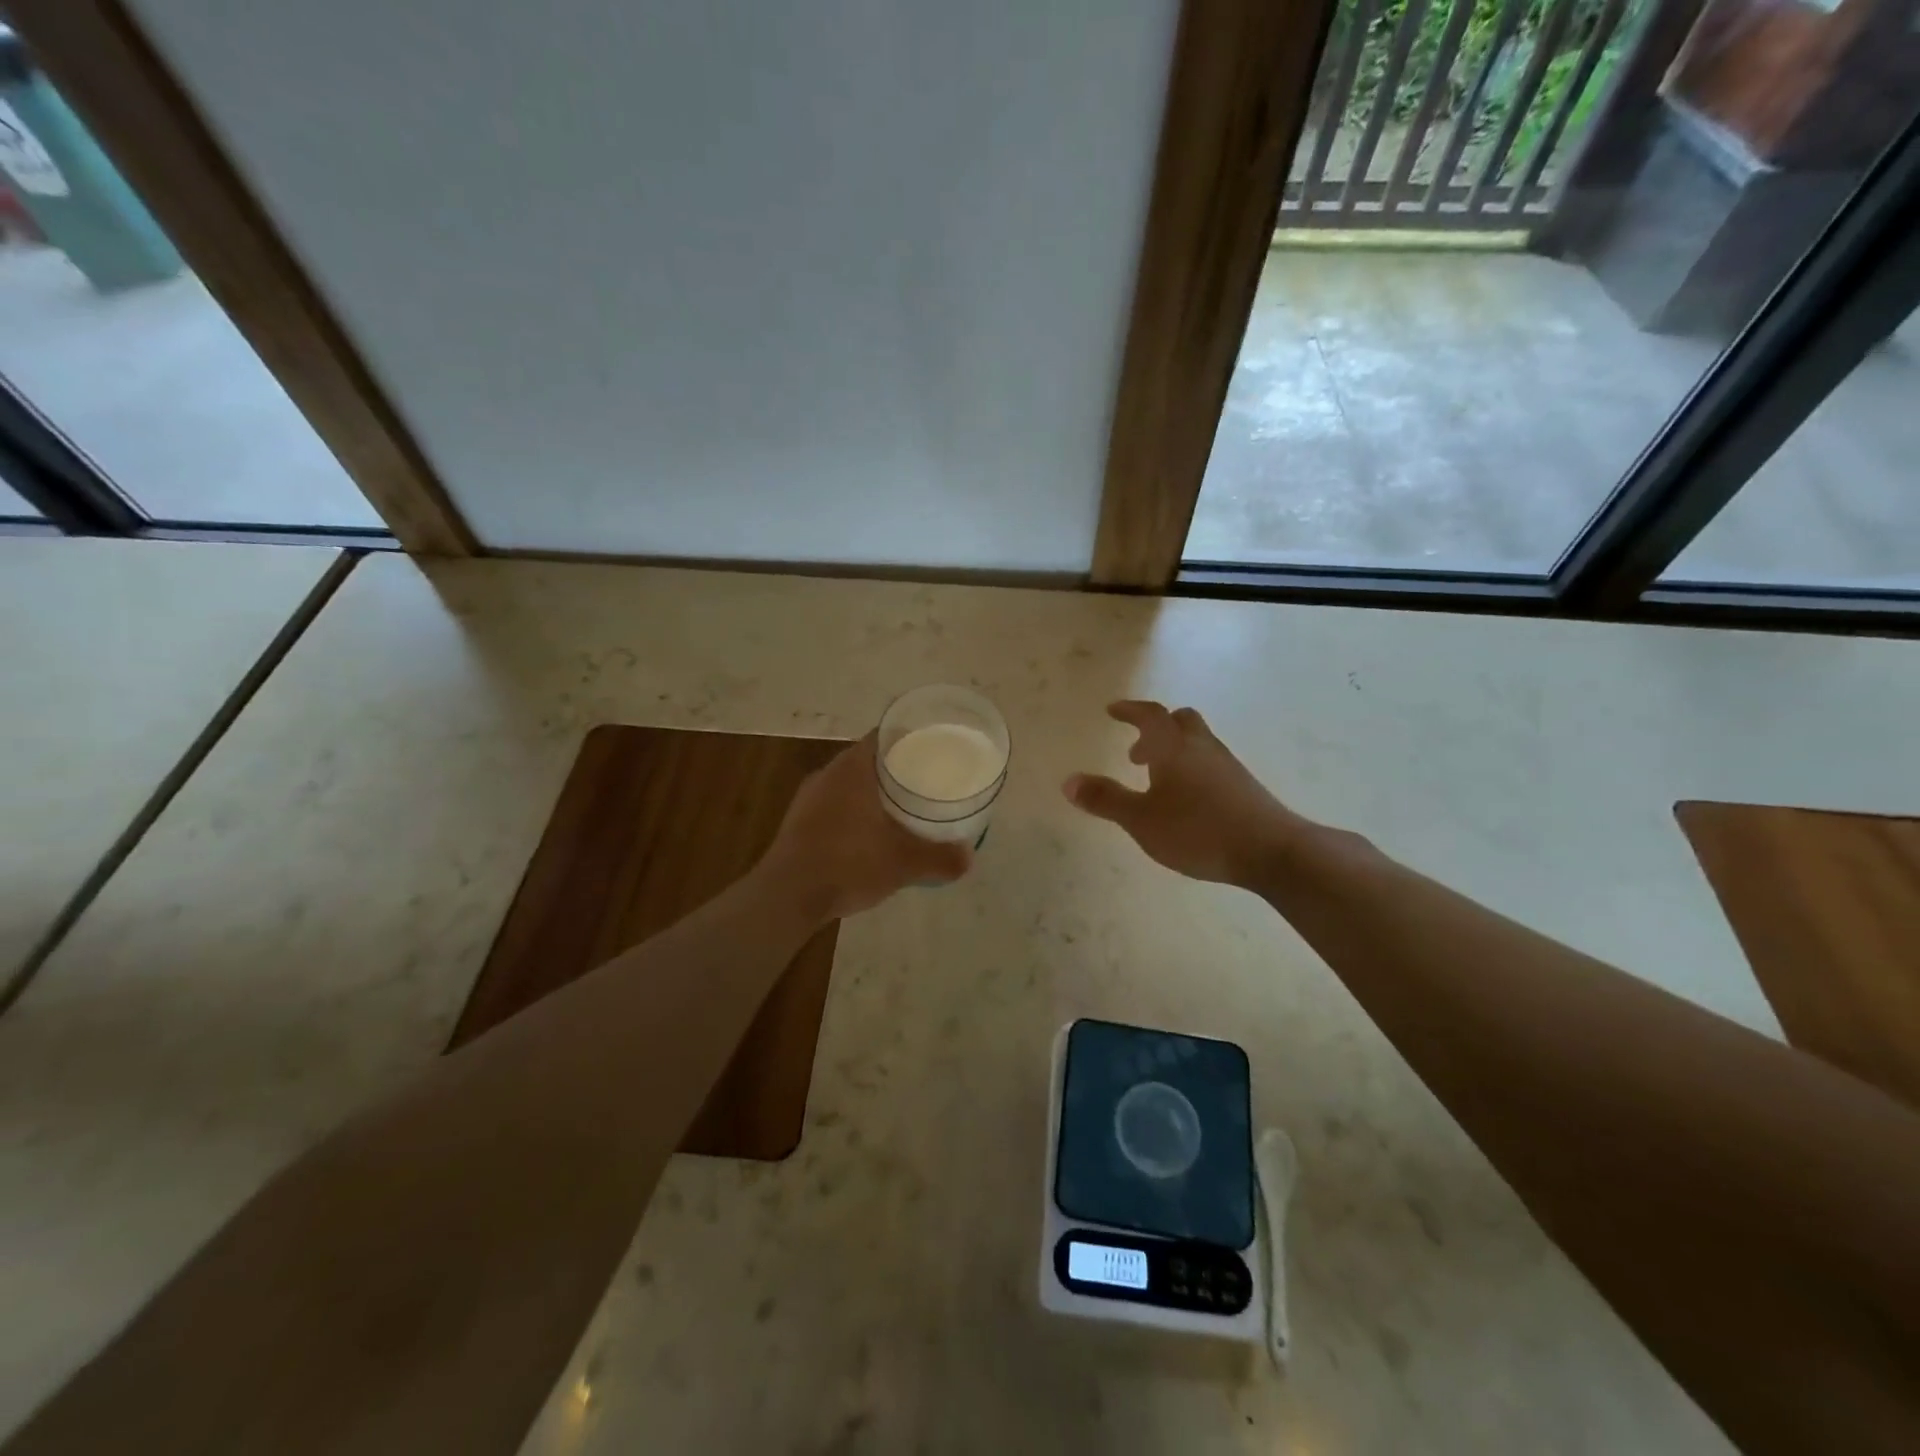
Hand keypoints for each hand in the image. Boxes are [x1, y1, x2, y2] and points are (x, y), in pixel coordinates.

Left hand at [760, 732, 971, 921]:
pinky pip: (834, 806)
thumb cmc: (848, 863)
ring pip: (848, 784)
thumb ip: (939, 858)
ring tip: (901, 807)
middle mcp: (827, 774)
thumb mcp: (903, 863)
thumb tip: (969, 858)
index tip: (931, 746)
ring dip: (872, 792)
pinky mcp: (797, 823)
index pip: (883, 735)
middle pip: (867, 759)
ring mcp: (808, 798)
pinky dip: (854, 813)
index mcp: (852, 768)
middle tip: (924, 779)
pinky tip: (869, 835)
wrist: (787, 896)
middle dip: (894, 767)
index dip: (908, 737)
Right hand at [1064, 701, 1304, 886]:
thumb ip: (1105, 800)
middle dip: (1155, 729)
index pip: (1149, 715)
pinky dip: (1191, 768)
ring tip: (1157, 781)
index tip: (1113, 710)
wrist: (1270, 850)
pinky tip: (1187, 800)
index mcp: (1173, 747)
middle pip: (1180, 721)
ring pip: (1197, 742)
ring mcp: (1227, 765)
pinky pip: (1210, 762)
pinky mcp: (1243, 785)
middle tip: (1136, 753)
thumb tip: (1068, 781)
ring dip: (1174, 750)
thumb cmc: (1198, 830)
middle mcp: (1201, 747)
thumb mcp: (1141, 820)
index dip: (1129, 710)